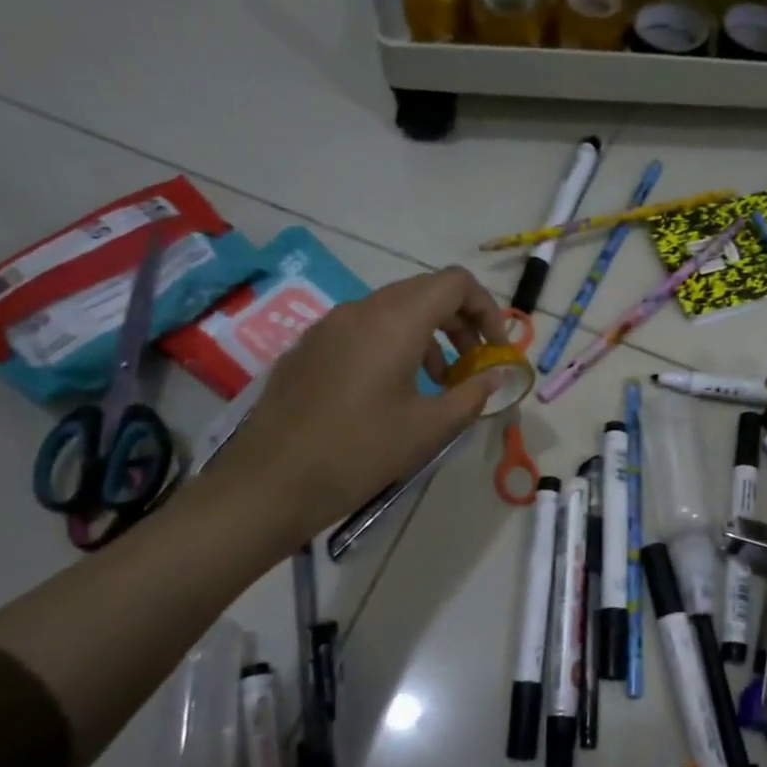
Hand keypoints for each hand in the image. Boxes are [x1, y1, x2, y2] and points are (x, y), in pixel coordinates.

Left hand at [209, 267, 507, 553]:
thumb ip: (472, 394)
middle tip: (475, 365)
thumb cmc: (360, 452)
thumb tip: (496, 376)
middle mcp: (361, 310)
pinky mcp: (310, 347)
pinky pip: (364, 329)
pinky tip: (394, 391)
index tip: (496, 350)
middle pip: (425, 292)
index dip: (487, 310)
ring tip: (439, 384)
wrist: (270, 482)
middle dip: (460, 323)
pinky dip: (395, 345)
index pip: (455, 284)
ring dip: (428, 337)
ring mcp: (330, 326)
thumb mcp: (429, 428)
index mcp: (395, 321)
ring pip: (394, 310)